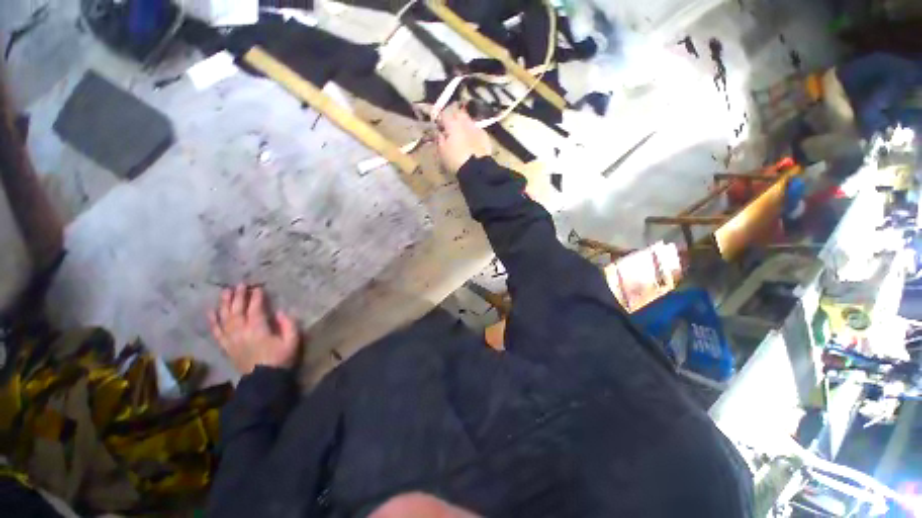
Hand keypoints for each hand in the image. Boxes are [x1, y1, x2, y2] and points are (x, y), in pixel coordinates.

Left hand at [208, 284, 300, 374]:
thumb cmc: (280, 359)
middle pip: (237, 310)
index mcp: (258, 329)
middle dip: (238, 296)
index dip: (257, 297)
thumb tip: (280, 312)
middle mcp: (241, 332)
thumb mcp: (292, 341)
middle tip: (240, 284)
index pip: (255, 309)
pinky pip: (216, 332)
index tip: (258, 287)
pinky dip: (213, 321)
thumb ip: (288, 325)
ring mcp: (231, 339)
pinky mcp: (226, 346)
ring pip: (225, 318)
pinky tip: (211, 311)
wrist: (263, 381)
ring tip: (225, 292)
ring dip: (224, 304)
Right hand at [436, 104, 491, 173]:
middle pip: (458, 114)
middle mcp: (465, 122)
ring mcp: (476, 128)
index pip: (444, 115)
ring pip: (469, 121)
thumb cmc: (455, 160)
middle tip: (451, 128)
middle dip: (454, 118)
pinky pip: (477, 130)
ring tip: (462, 136)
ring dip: (464, 125)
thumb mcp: (442, 151)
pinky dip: (473, 133)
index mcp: (453, 124)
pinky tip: (472, 142)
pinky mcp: (485, 136)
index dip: (441, 120)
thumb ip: (439, 139)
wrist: (476, 168)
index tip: (439, 127)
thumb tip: (439, 133)